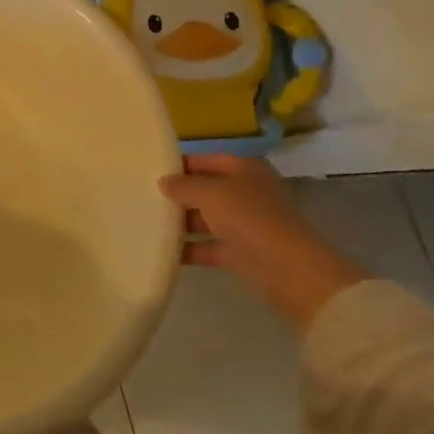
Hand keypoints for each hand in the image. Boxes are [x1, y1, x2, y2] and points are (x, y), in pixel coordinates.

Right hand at [159, 154, 367, 333]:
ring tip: (145, 221)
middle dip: (178, 194)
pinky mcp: (242, 254)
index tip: (148, 169)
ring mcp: (245, 225)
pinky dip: (189, 249)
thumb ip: (183, 185)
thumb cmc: (251, 219)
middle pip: (205, 189)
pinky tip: (162, 249)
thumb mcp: (211, 193)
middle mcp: (246, 193)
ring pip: (206, 218)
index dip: (179, 163)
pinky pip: (208, 247)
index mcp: (245, 169)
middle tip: (141, 195)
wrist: (292, 273)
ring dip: (181, 222)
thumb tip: (163, 182)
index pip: (206, 159)